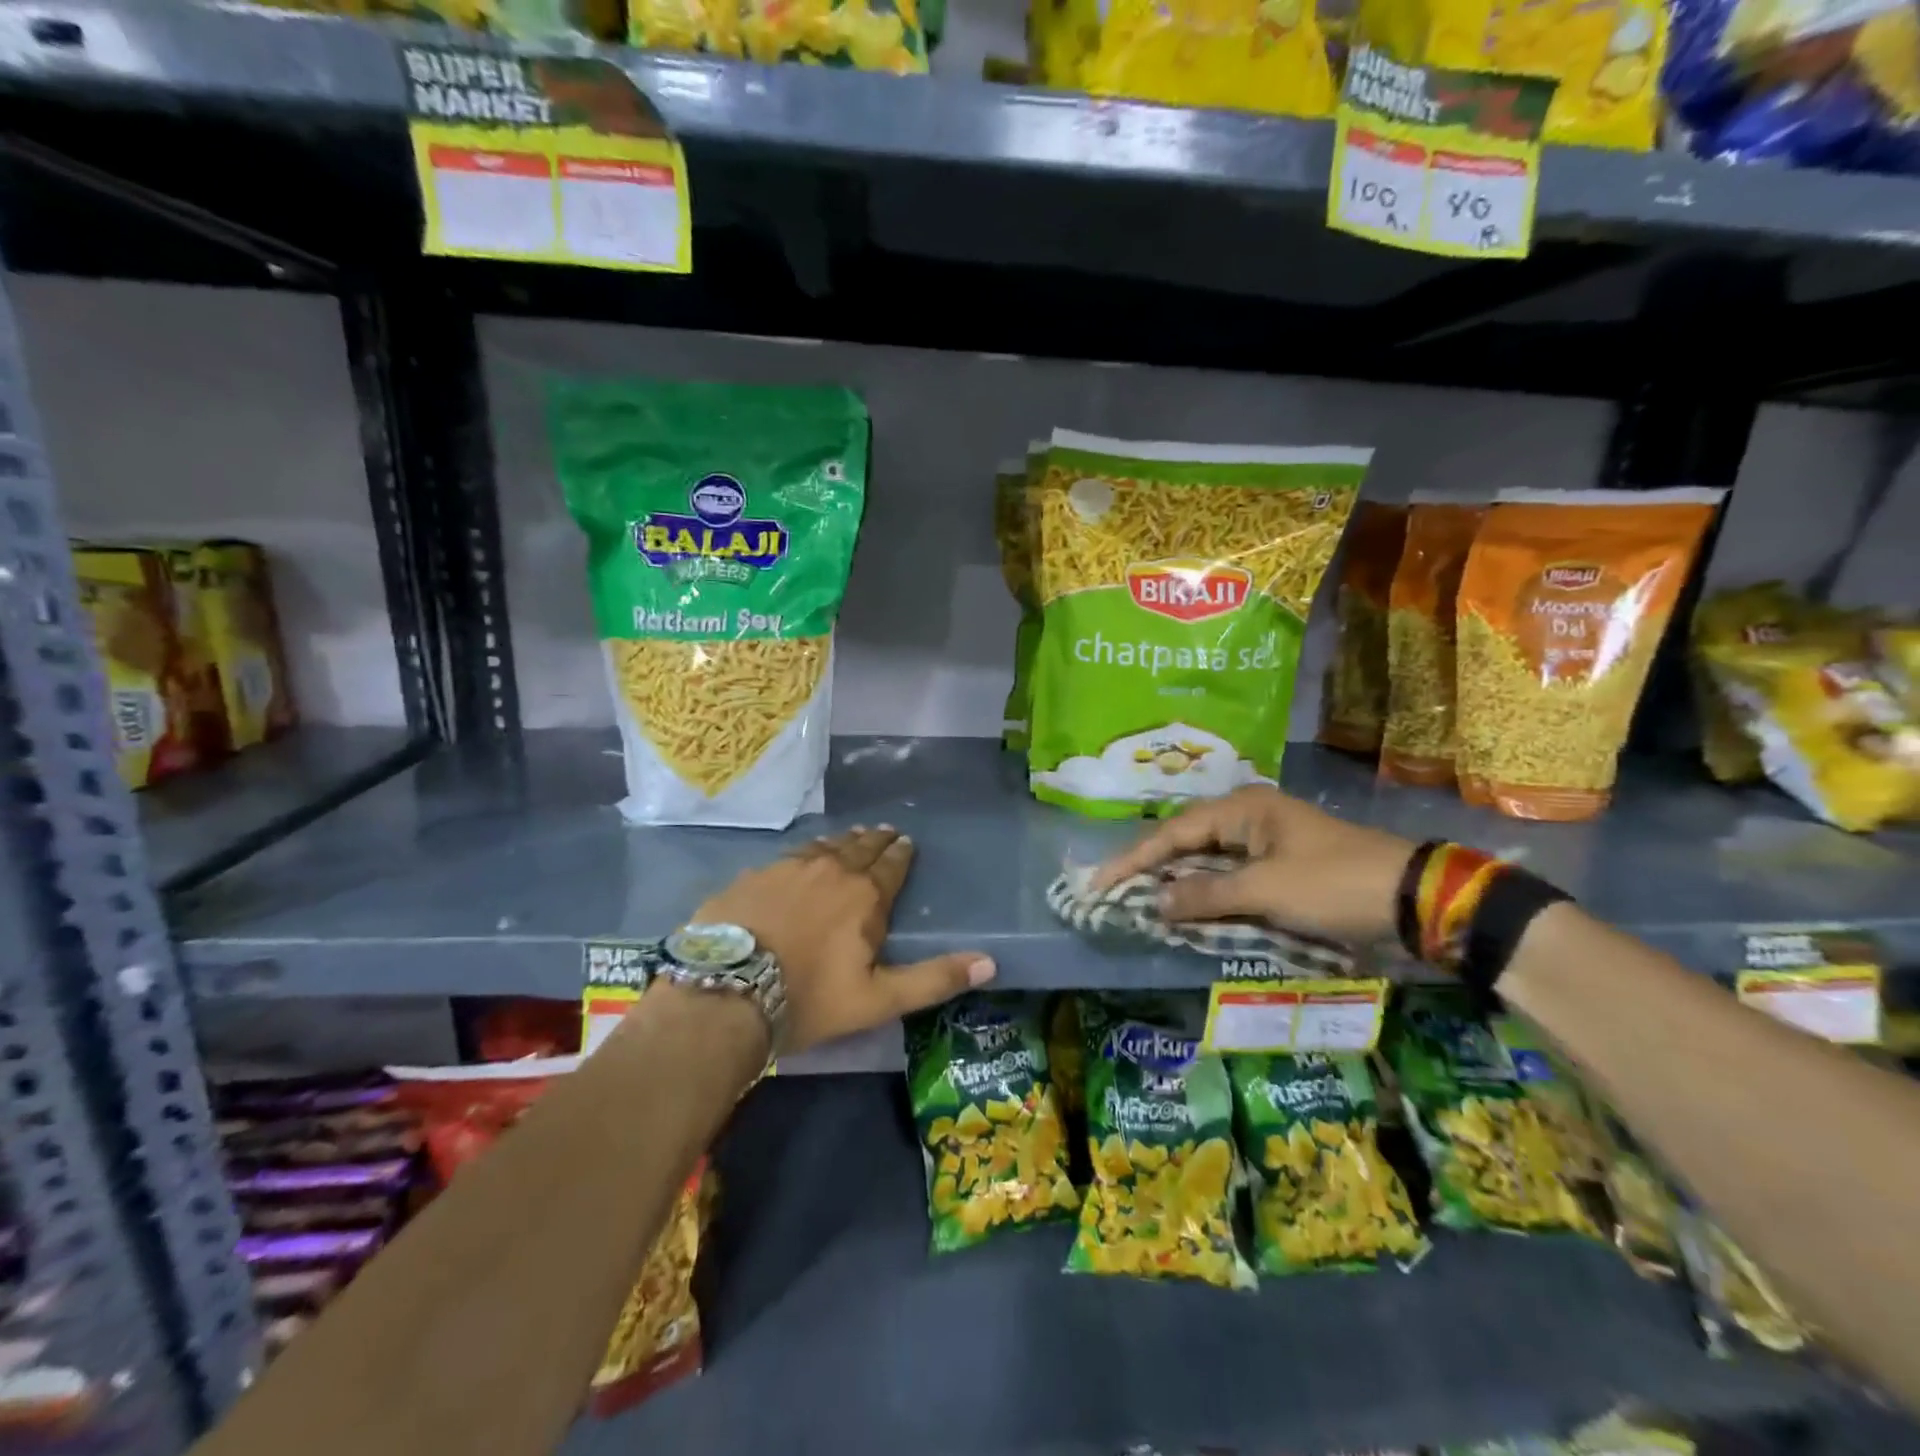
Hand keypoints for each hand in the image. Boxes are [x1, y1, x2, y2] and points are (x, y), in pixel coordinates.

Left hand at [693, 825, 995, 1052]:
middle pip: (859, 848)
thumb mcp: (878, 999)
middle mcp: (830, 870)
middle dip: (876, 840)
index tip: (906, 842)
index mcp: (864, 896)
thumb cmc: (810, 998)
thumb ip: (933, 979)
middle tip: (885, 832)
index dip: (901, 854)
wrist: (726, 992)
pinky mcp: (753, 875)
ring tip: (852, 836)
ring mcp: (787, 868)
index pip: (891, 865)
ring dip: (842, 841)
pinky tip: (803, 855)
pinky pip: (789, 855)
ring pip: (824, 846)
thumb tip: (990, 963)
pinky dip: (806, 852)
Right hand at [1090, 787, 1415, 946]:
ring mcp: (1267, 842)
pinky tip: (1189, 910)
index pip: (1173, 833)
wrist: (1415, 899)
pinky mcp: (1282, 867)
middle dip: (1151, 869)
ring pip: (1208, 861)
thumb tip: (1154, 903)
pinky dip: (1209, 894)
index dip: (1134, 859)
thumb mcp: (1266, 890)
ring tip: (1141, 902)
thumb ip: (1206, 895)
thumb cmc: (1334, 884)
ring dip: (1179, 883)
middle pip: (1187, 842)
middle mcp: (1249, 818)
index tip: (1099, 883)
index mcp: (1243, 809)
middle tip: (1114, 892)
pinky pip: (1231, 877)